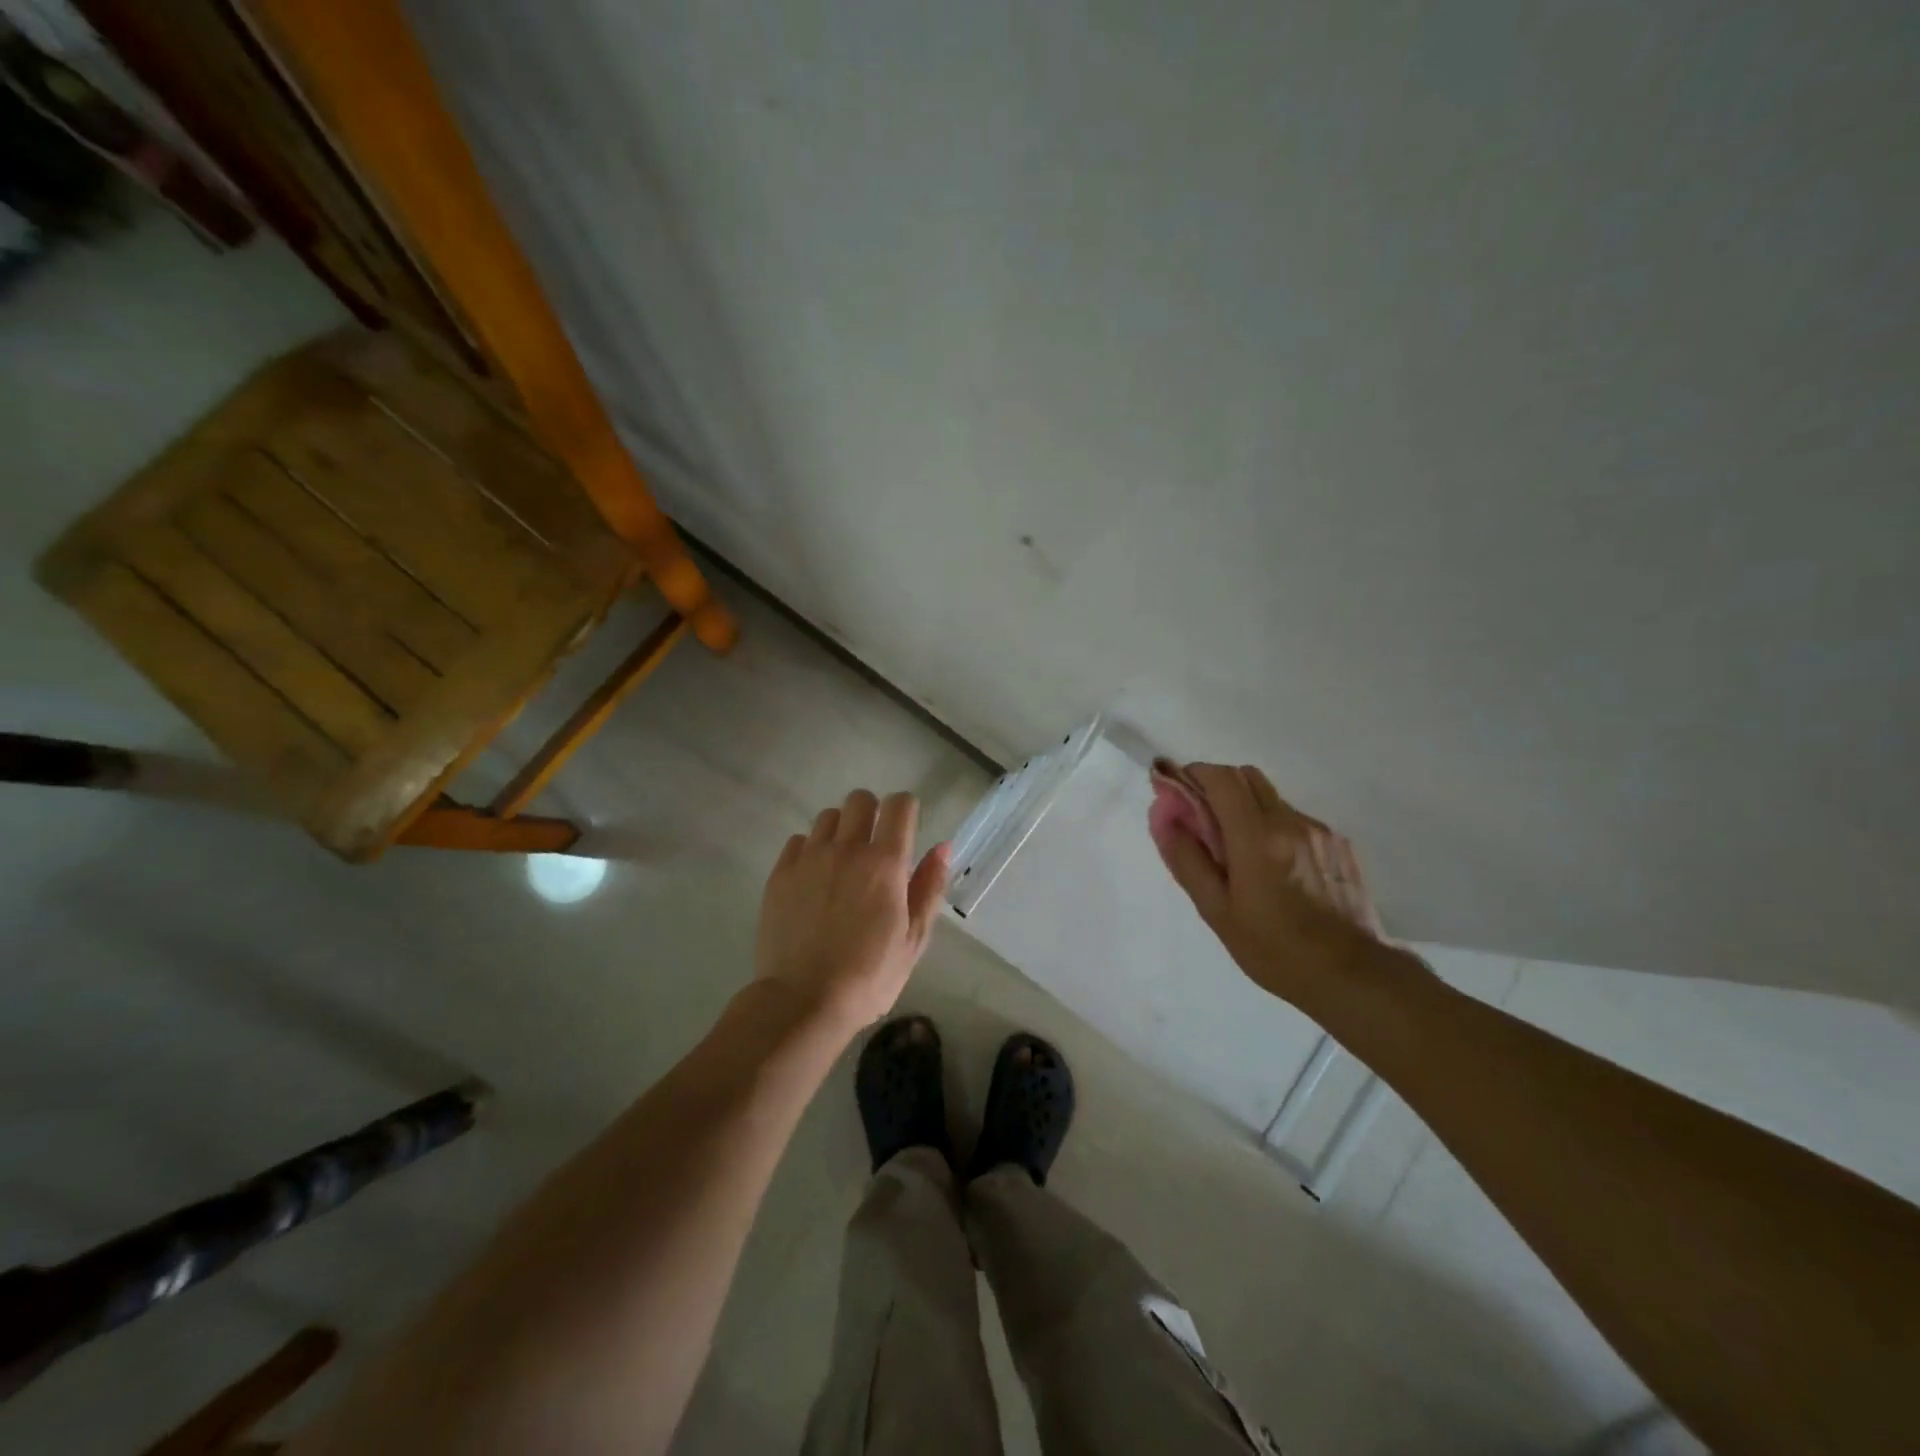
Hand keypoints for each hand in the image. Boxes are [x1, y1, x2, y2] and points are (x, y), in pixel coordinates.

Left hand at [755, 789, 949, 1032]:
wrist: (803, 1001)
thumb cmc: (869, 976)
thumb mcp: (913, 939)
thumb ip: (928, 888)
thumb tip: (942, 847)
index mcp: (885, 863)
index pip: (899, 805)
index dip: (906, 809)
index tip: (906, 829)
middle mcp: (846, 849)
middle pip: (860, 799)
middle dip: (873, 813)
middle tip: (874, 846)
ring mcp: (809, 858)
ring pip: (828, 817)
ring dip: (841, 830)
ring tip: (842, 863)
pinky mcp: (780, 873)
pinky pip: (799, 840)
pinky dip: (810, 850)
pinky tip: (813, 879)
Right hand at [1149, 762, 1407, 1012]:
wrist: (1353, 975)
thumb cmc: (1273, 949)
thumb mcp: (1216, 911)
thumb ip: (1186, 858)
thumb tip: (1163, 814)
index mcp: (1257, 838)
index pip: (1221, 778)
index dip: (1193, 775)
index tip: (1176, 793)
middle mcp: (1290, 822)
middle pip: (1246, 776)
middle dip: (1217, 787)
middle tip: (1202, 821)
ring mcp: (1318, 829)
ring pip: (1270, 797)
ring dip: (1245, 808)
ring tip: (1239, 853)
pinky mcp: (1337, 842)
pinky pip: (1293, 818)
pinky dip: (1273, 827)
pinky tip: (1274, 868)